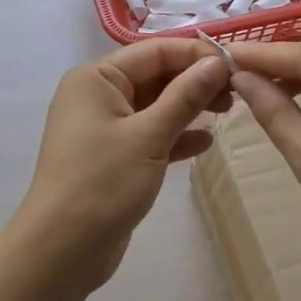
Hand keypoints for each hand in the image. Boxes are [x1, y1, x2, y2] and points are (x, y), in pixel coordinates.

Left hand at [15, 40, 231, 284]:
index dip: (196, 55)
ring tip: (228, 111)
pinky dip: (176, 136)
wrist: (62, 249)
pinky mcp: (113, 157)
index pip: (154, 51)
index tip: (236, 66)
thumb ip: (185, 96)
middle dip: (195, 81)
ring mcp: (103, 127)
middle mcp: (97, 95)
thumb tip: (217, 63)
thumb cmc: (103, 182)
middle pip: (155, 76)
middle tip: (237, 92)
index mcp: (96, 78)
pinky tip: (205, 142)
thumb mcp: (149, 135)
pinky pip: (150, 135)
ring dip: (189, 107)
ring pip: (155, 106)